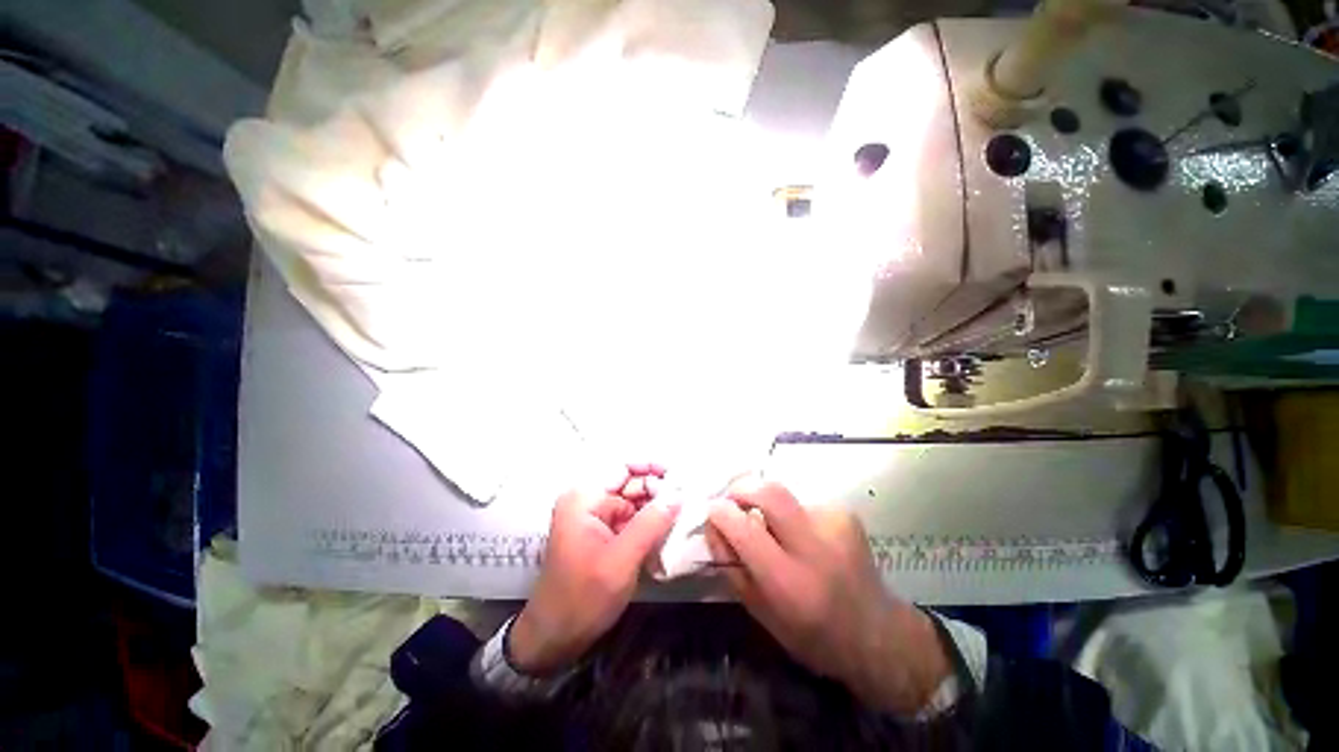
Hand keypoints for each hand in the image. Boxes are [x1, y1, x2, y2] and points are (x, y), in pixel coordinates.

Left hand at [510, 464, 678, 674]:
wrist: (555, 638)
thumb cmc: (583, 597)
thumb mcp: (621, 560)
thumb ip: (651, 523)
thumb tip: (679, 494)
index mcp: (585, 498)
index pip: (622, 467)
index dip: (651, 466)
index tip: (679, 476)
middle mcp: (589, 501)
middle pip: (630, 483)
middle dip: (658, 489)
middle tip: (687, 500)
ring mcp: (596, 518)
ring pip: (633, 501)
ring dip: (656, 506)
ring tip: (683, 513)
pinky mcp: (603, 534)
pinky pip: (631, 518)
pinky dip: (649, 521)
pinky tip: (668, 528)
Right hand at [705, 478, 949, 713]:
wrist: (877, 634)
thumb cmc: (811, 634)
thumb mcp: (761, 612)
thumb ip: (731, 565)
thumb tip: (712, 524)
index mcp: (789, 583)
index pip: (745, 530)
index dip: (721, 513)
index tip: (712, 510)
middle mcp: (815, 548)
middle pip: (770, 492)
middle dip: (743, 488)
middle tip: (733, 500)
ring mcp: (835, 525)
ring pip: (784, 496)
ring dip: (770, 509)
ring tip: (778, 533)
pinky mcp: (846, 514)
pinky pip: (803, 503)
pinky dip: (793, 515)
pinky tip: (804, 538)